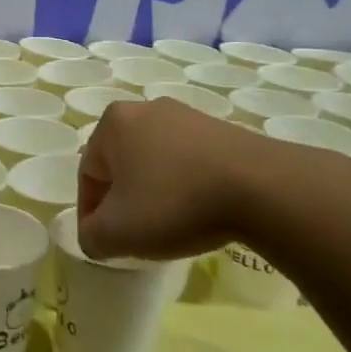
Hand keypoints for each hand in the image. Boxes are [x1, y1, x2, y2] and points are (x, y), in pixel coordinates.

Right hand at [77, 99, 271, 261]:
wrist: (263, 188)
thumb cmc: (175, 203)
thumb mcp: (119, 232)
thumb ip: (92, 237)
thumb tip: (94, 237)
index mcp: (113, 123)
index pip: (88, 173)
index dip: (91, 213)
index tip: (105, 242)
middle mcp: (145, 109)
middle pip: (121, 164)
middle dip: (124, 199)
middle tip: (135, 234)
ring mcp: (187, 116)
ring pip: (156, 161)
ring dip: (155, 192)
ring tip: (171, 226)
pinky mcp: (222, 129)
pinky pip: (190, 162)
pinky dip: (187, 186)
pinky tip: (202, 211)